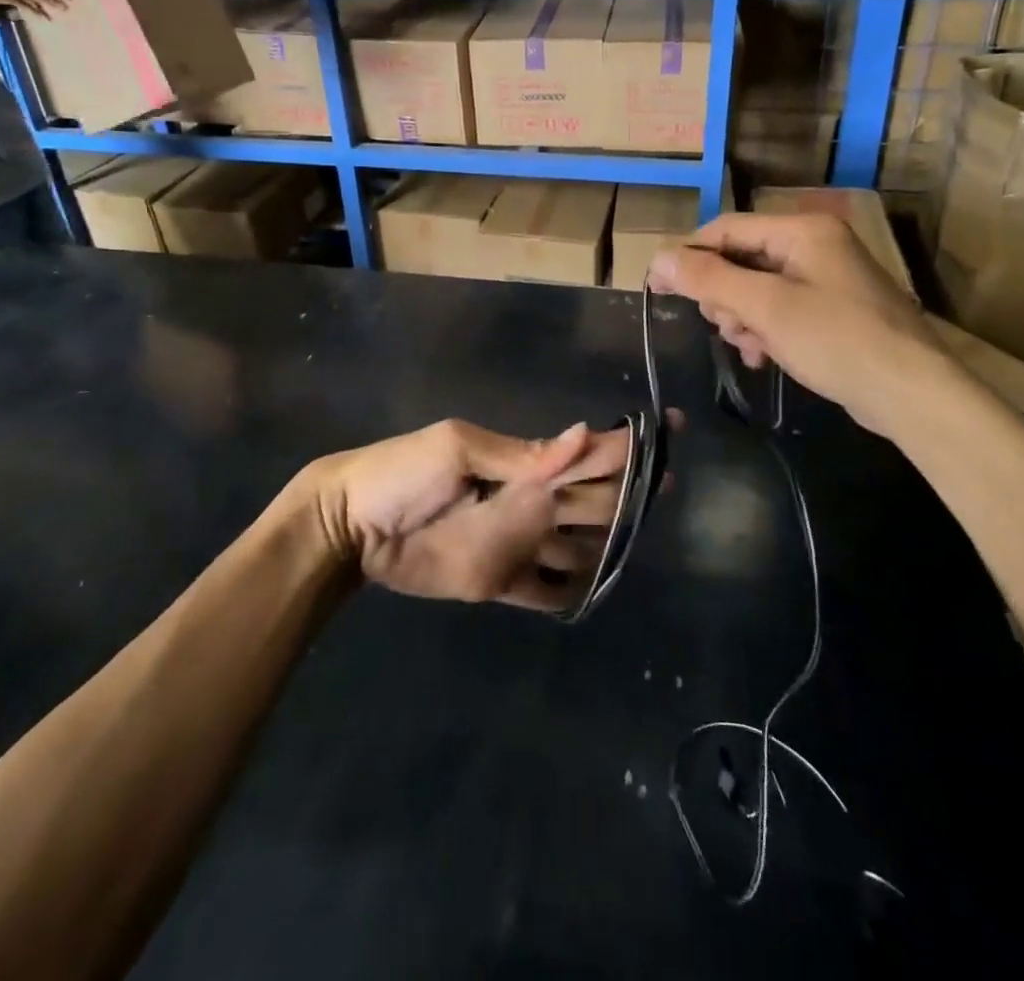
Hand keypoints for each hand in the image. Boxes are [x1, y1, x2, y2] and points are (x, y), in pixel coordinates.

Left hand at [297, 418, 654, 611]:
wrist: (353, 524)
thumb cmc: (403, 471)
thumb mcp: (458, 449)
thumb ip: (521, 454)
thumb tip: (583, 433)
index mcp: (525, 464)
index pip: (588, 451)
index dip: (627, 444)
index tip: (670, 431)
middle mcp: (532, 502)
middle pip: (595, 500)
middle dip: (629, 493)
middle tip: (665, 490)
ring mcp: (519, 544)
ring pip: (580, 546)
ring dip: (607, 543)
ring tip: (638, 541)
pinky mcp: (501, 581)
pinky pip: (547, 591)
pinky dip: (571, 591)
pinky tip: (594, 590)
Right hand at [648, 212, 954, 441]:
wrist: (912, 394)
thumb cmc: (836, 340)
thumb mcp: (765, 307)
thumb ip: (709, 278)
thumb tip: (658, 257)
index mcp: (802, 231)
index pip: (727, 228)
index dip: (689, 254)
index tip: (657, 287)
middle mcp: (814, 246)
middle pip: (741, 258)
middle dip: (722, 294)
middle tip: (721, 326)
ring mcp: (826, 279)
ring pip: (757, 288)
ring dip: (742, 317)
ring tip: (749, 346)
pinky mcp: (832, 311)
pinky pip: (780, 310)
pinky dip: (764, 330)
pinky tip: (764, 356)